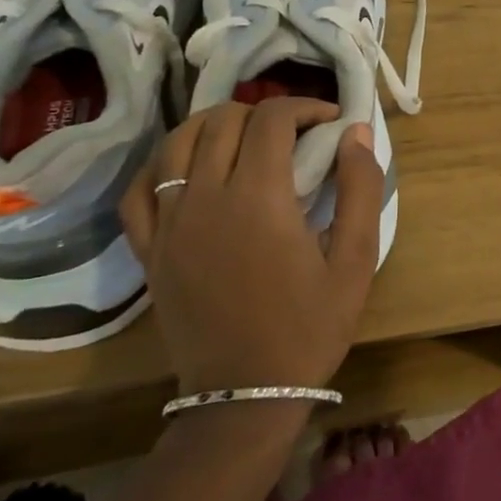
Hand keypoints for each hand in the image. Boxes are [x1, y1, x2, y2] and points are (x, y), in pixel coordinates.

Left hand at [120, 99, 383, 392]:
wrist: (246, 394)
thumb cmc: (310, 326)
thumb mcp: (356, 259)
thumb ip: (360, 187)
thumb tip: (356, 132)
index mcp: (259, 198)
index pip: (272, 119)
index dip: (304, 106)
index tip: (330, 121)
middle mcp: (206, 199)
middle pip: (224, 120)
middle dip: (265, 112)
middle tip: (295, 133)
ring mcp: (168, 224)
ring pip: (177, 143)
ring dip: (214, 125)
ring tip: (245, 139)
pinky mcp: (149, 249)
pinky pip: (140, 189)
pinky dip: (163, 164)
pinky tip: (189, 168)